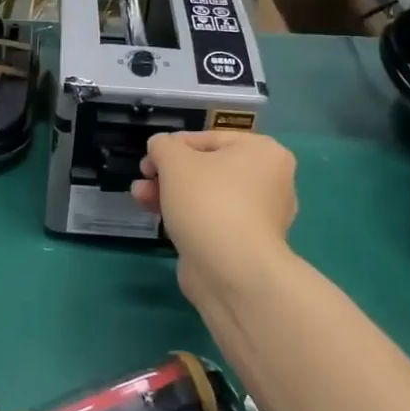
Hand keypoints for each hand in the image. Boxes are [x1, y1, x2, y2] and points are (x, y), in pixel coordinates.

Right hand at [132, 130, 296, 289]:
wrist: (232, 272)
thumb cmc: (208, 202)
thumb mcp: (175, 160)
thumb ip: (163, 145)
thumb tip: (161, 148)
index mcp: (263, 152)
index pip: (209, 138)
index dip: (173, 146)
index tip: (149, 158)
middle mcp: (270, 181)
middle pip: (207, 167)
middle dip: (168, 172)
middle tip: (144, 177)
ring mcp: (260, 215)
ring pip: (206, 194)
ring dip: (170, 192)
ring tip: (139, 197)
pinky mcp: (245, 243)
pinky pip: (211, 219)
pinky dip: (186, 215)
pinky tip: (157, 216)